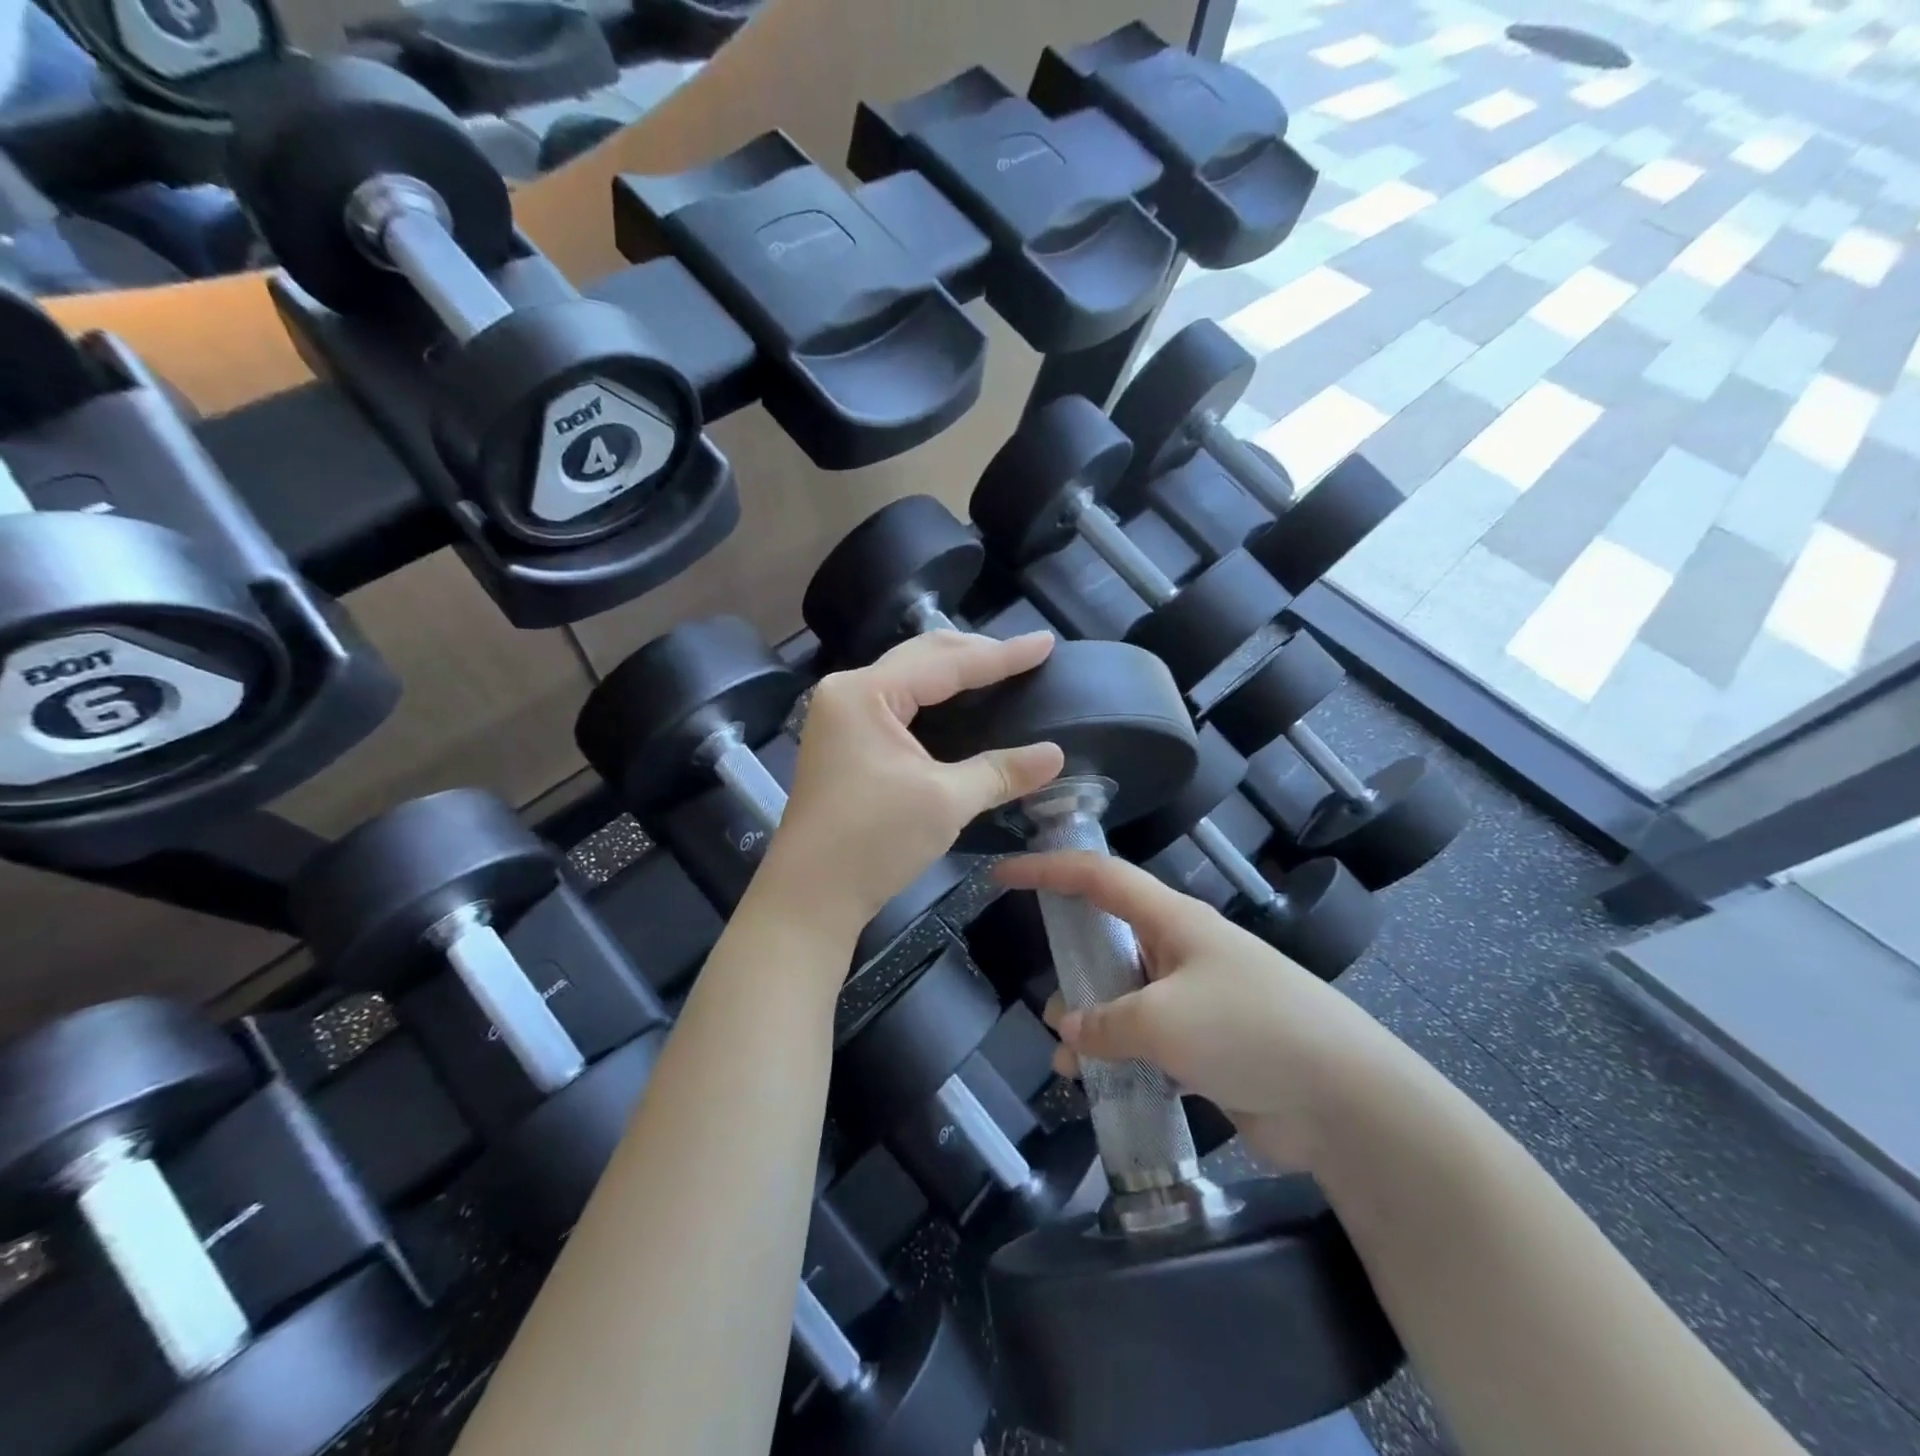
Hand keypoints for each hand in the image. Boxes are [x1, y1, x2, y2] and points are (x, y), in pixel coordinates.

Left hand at [763, 631, 1065, 928]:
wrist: (810, 897)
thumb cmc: (873, 841)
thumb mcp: (946, 802)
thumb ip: (1001, 771)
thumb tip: (1056, 755)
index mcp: (866, 693)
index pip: (945, 662)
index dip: (1000, 655)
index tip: (1045, 643)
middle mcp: (848, 692)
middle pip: (922, 657)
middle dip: (976, 654)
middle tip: (1027, 654)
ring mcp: (841, 717)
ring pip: (909, 679)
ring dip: (954, 673)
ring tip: (999, 670)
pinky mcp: (845, 742)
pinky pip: (898, 704)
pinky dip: (934, 700)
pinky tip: (959, 704)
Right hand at [994, 851, 1403, 1171]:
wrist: (1344, 1099)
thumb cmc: (1249, 1030)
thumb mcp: (1162, 1021)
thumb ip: (1105, 1023)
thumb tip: (1072, 1028)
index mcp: (1172, 920)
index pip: (1098, 877)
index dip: (1048, 868)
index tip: (1003, 874)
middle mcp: (1181, 951)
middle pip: (1109, 939)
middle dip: (1072, 966)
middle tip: (1050, 1002)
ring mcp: (1196, 998)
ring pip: (1123, 997)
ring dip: (1092, 1024)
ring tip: (1069, 1057)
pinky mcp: (1207, 1046)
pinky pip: (1146, 1042)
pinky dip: (1119, 1058)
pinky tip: (1099, 1088)